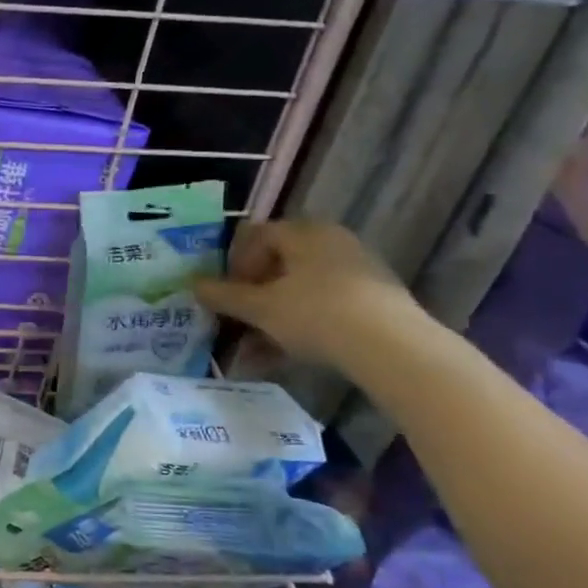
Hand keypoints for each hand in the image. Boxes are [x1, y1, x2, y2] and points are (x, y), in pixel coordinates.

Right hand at [193, 219, 424, 370]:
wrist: (394, 348)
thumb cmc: (316, 314)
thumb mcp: (260, 308)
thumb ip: (224, 296)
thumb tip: (193, 285)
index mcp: (304, 232)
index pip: (257, 235)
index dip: (234, 263)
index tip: (226, 293)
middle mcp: (332, 242)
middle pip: (280, 264)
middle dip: (253, 295)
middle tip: (239, 320)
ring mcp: (358, 270)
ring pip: (301, 289)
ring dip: (274, 315)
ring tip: (259, 348)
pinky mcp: (376, 299)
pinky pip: (326, 305)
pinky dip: (303, 324)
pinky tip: (289, 354)